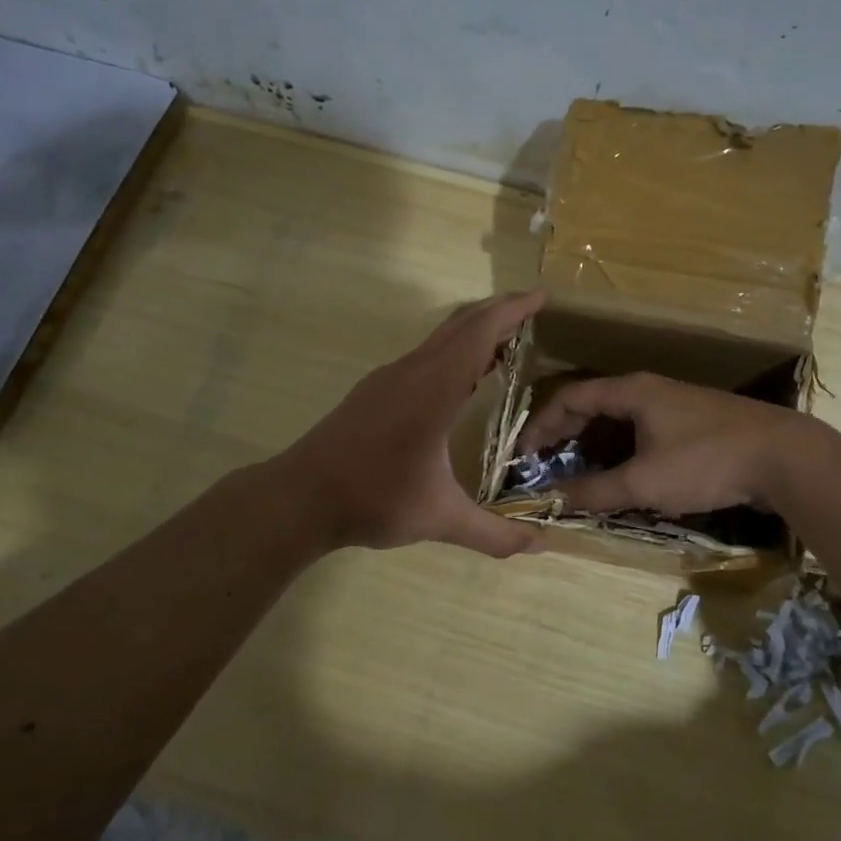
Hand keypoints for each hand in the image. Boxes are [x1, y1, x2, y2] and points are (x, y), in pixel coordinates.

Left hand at [283, 291, 548, 557]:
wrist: (299, 498)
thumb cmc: (373, 499)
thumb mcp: (439, 518)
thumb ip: (493, 533)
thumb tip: (541, 545)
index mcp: (433, 389)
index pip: (479, 334)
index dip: (512, 311)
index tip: (542, 296)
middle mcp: (412, 372)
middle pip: (460, 324)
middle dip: (498, 311)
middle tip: (532, 309)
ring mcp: (388, 378)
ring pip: (439, 338)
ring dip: (473, 330)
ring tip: (506, 341)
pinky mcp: (375, 391)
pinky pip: (424, 355)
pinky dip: (453, 350)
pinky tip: (461, 377)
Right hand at [516, 372, 817, 515]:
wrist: (785, 457)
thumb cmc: (706, 461)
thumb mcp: (644, 481)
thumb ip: (595, 491)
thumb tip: (552, 501)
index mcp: (631, 391)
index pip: (570, 397)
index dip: (541, 424)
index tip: (524, 455)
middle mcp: (650, 390)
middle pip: (593, 404)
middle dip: (564, 433)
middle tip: (544, 462)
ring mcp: (676, 405)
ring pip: (620, 419)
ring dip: (593, 442)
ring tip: (577, 470)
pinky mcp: (697, 424)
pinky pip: (644, 430)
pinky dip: (622, 448)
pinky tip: (624, 473)